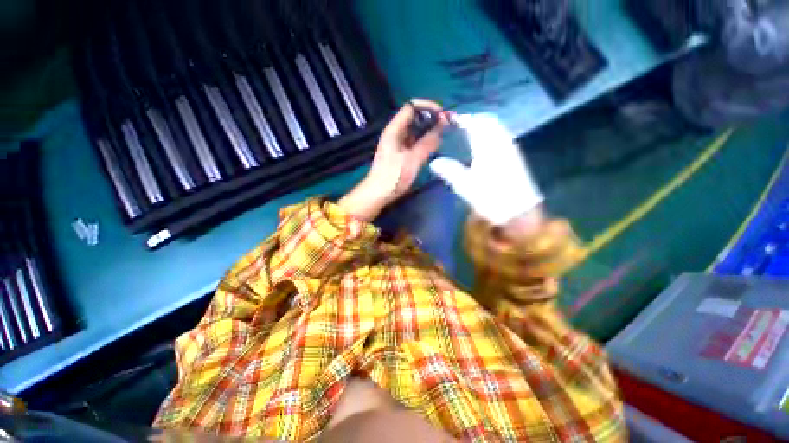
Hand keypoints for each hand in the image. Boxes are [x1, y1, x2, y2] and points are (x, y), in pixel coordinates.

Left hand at [339, 100, 447, 220]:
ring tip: (444, 134)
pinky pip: (414, 141)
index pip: (411, 107)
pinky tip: (434, 145)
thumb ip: (428, 142)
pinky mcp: (400, 153)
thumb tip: (443, 126)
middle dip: (431, 118)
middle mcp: (395, 132)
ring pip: (415, 130)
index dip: (428, 106)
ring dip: (429, 130)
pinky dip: (424, 140)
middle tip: (447, 125)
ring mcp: (397, 143)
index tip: (443, 114)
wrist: (378, 194)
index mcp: (394, 129)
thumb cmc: (393, 176)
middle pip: (414, 117)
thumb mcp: (413, 159)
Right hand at [429, 113, 542, 225]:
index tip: (452, 120)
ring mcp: (510, 149)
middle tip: (461, 124)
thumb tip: (433, 163)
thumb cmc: (489, 197)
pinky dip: (492, 133)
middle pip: (489, 121)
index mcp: (487, 147)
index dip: (463, 119)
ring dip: (484, 125)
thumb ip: (449, 171)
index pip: (475, 124)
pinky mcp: (515, 157)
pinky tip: (485, 143)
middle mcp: (500, 142)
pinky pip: (502, 136)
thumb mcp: (465, 186)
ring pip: (497, 128)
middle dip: (474, 119)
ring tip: (471, 131)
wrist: (518, 211)